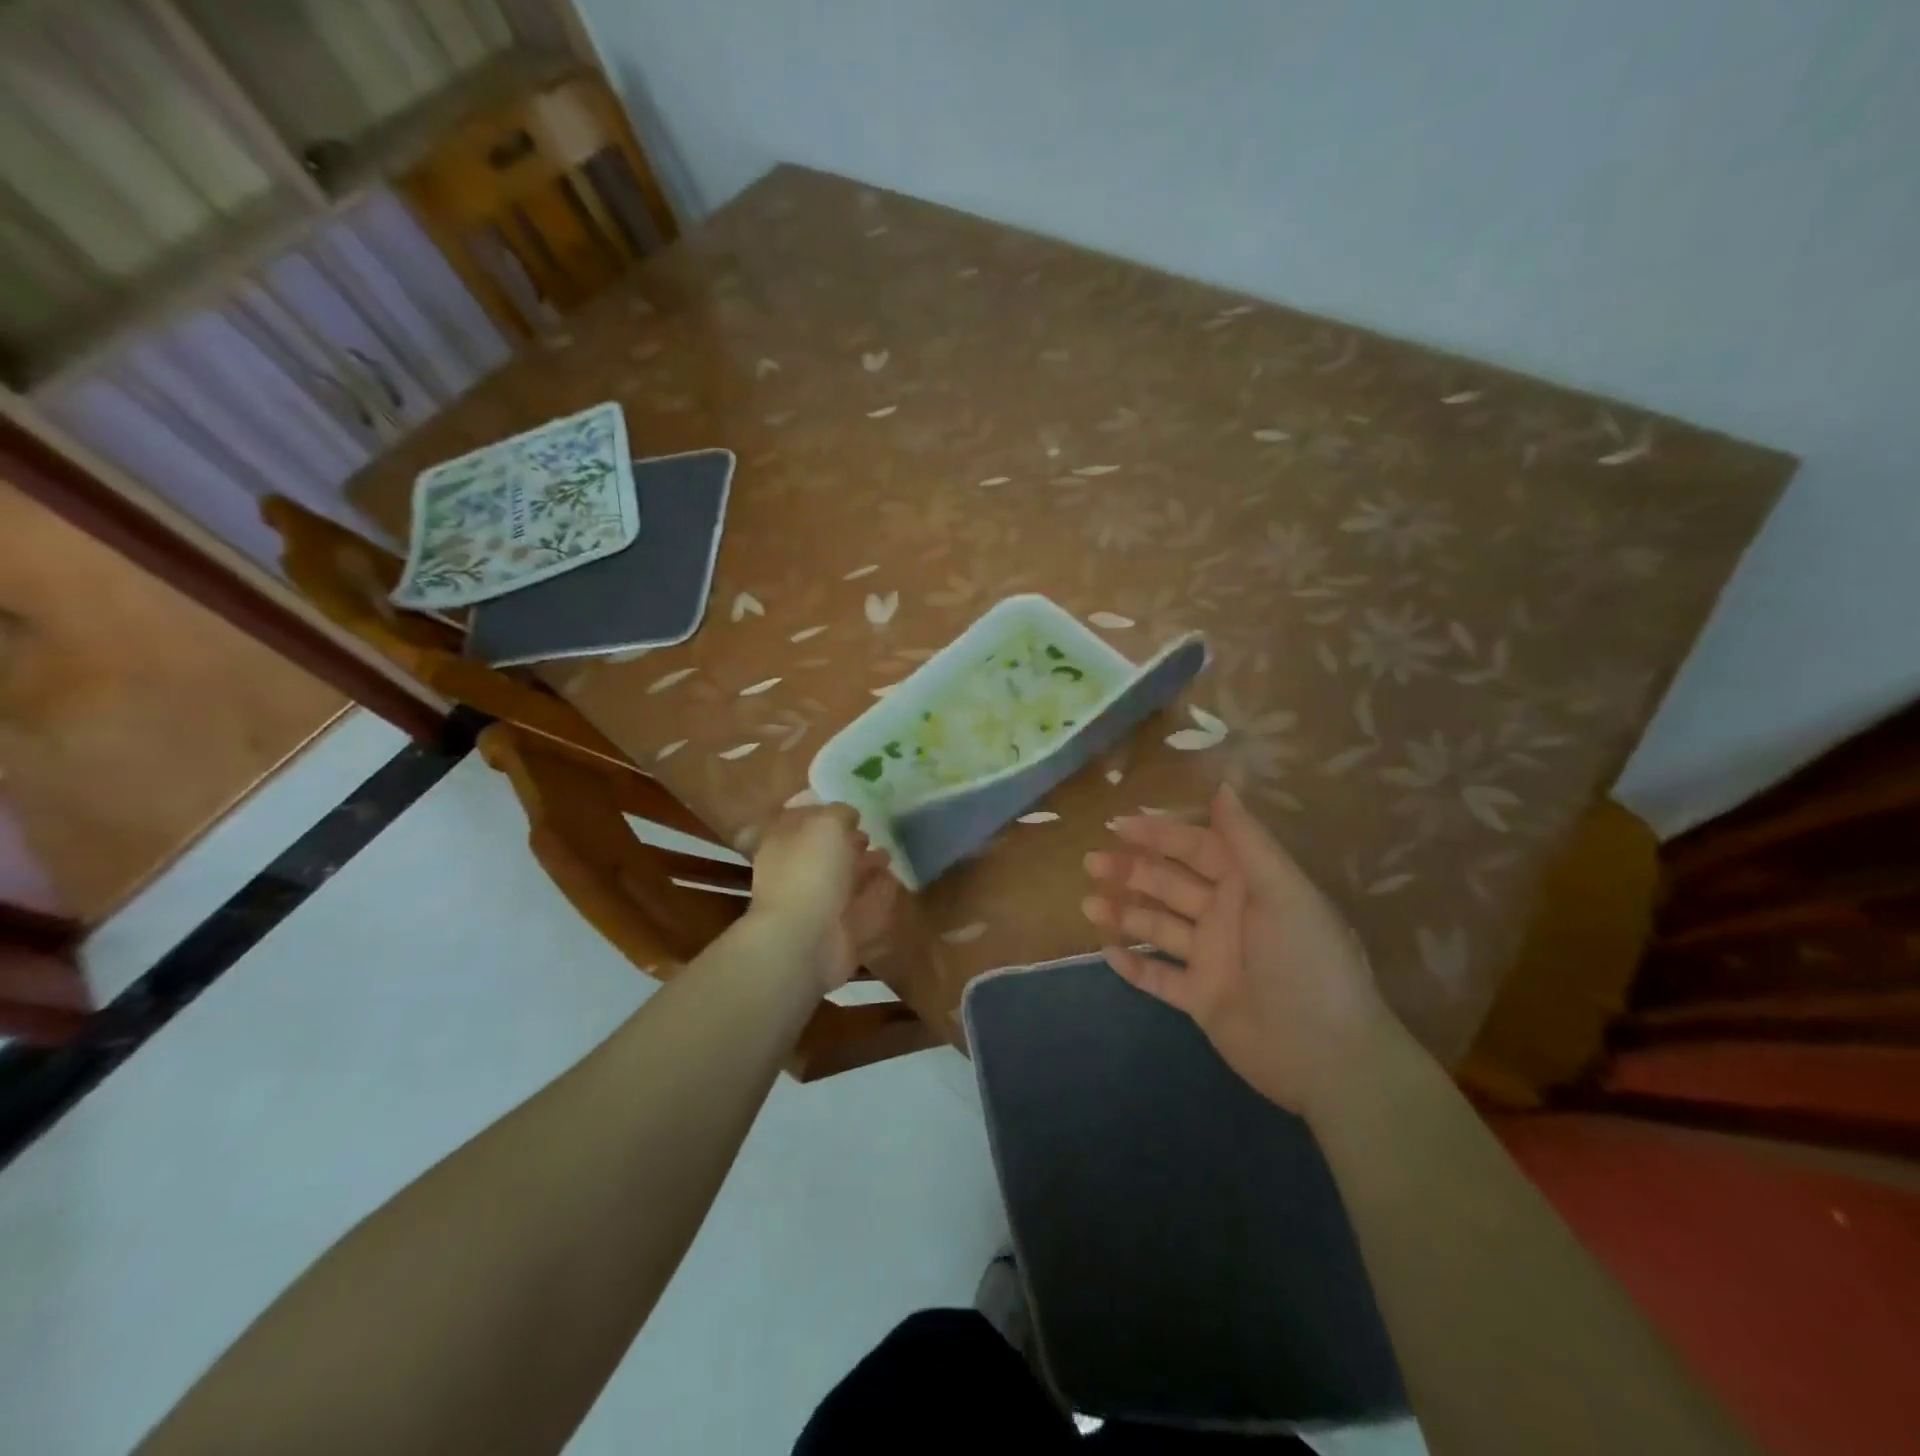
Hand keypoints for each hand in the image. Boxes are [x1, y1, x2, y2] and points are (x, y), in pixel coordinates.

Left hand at [748, 805, 896, 991]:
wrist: (805, 939)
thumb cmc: (811, 871)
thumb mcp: (827, 824)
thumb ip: (840, 813)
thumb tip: (848, 815)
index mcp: (781, 844)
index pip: (797, 823)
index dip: (821, 815)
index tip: (847, 811)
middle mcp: (793, 873)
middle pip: (821, 854)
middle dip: (846, 844)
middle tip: (870, 835)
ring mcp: (813, 905)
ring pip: (841, 881)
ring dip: (863, 868)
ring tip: (888, 855)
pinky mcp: (835, 930)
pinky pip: (858, 908)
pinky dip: (875, 896)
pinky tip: (893, 884)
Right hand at [1082, 783, 1397, 1116]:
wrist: (1327, 1055)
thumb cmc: (1304, 960)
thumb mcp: (1282, 891)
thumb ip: (1247, 839)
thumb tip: (1222, 785)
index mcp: (1247, 886)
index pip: (1196, 847)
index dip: (1159, 833)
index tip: (1117, 825)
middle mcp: (1225, 916)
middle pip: (1169, 884)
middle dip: (1131, 870)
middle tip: (1090, 862)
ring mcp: (1211, 959)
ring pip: (1158, 927)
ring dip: (1124, 914)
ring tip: (1087, 904)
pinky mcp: (1201, 999)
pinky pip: (1159, 977)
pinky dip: (1134, 966)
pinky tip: (1106, 952)